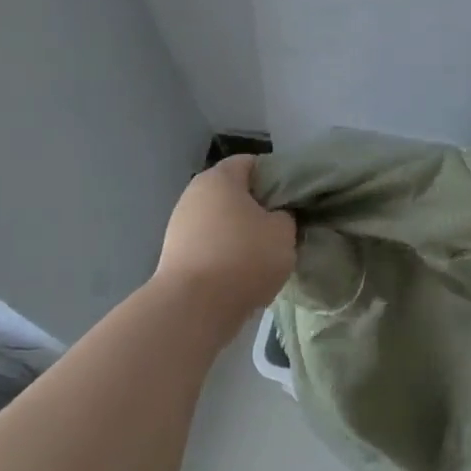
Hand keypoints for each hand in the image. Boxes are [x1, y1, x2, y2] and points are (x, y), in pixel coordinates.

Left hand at [154, 156, 296, 320]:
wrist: (193, 308)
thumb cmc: (244, 257)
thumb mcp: (284, 231)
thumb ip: (286, 215)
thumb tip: (277, 216)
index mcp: (220, 178)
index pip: (252, 162)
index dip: (277, 175)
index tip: (295, 196)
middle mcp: (194, 194)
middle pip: (234, 191)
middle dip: (259, 206)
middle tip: (285, 224)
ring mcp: (180, 225)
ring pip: (222, 219)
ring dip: (243, 231)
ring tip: (267, 251)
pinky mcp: (176, 254)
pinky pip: (211, 244)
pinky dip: (227, 252)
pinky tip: (245, 270)